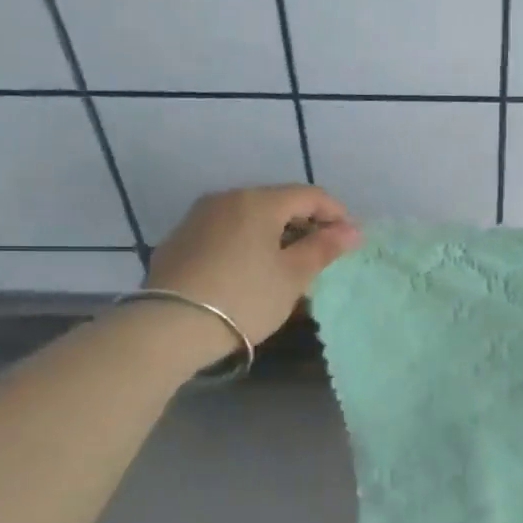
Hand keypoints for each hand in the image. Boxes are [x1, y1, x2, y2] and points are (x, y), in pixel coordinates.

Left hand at [145, 185, 360, 347]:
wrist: (169, 326)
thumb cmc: (244, 298)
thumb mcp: (292, 276)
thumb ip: (323, 248)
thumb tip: (352, 230)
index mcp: (259, 201)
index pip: (310, 195)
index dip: (336, 214)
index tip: (350, 240)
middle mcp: (227, 198)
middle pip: (277, 202)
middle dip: (305, 223)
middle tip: (321, 254)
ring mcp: (198, 217)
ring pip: (249, 216)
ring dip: (275, 233)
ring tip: (287, 264)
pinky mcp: (179, 239)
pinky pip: (226, 231)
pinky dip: (247, 242)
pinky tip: (250, 270)